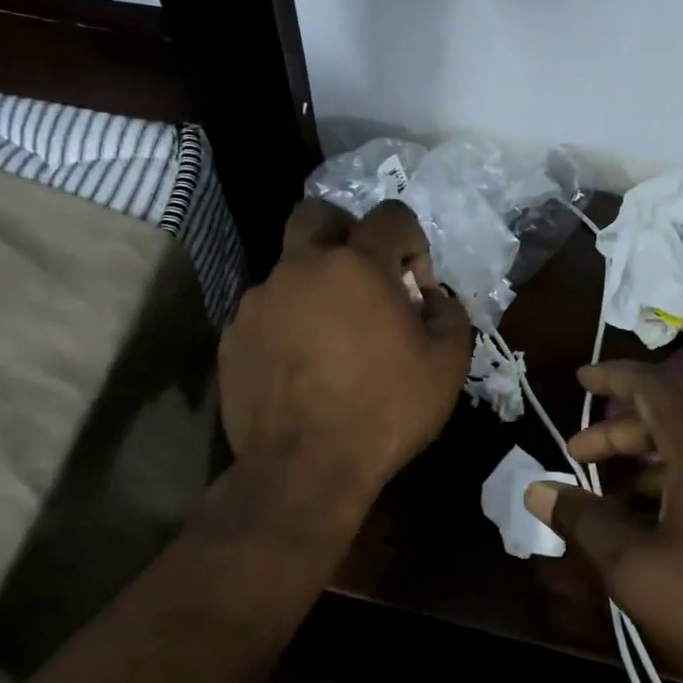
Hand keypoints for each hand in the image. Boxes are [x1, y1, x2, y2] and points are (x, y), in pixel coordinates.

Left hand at [219, 198, 471, 514]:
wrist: (306, 467)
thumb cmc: (385, 410)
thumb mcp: (447, 364)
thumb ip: (449, 314)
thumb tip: (432, 298)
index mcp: (357, 264)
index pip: (391, 215)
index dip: (412, 241)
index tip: (415, 286)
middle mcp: (301, 267)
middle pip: (317, 215)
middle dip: (345, 231)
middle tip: (363, 275)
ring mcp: (259, 301)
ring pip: (288, 269)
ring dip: (314, 286)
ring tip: (331, 336)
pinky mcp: (233, 336)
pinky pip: (265, 312)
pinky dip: (287, 323)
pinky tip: (300, 365)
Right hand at [524, 361, 682, 682]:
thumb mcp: (636, 567)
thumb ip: (583, 520)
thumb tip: (537, 490)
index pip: (652, 387)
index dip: (612, 377)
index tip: (580, 377)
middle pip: (671, 421)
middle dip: (618, 436)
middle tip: (577, 458)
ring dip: (648, 468)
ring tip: (610, 501)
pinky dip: (681, 485)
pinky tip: (660, 526)